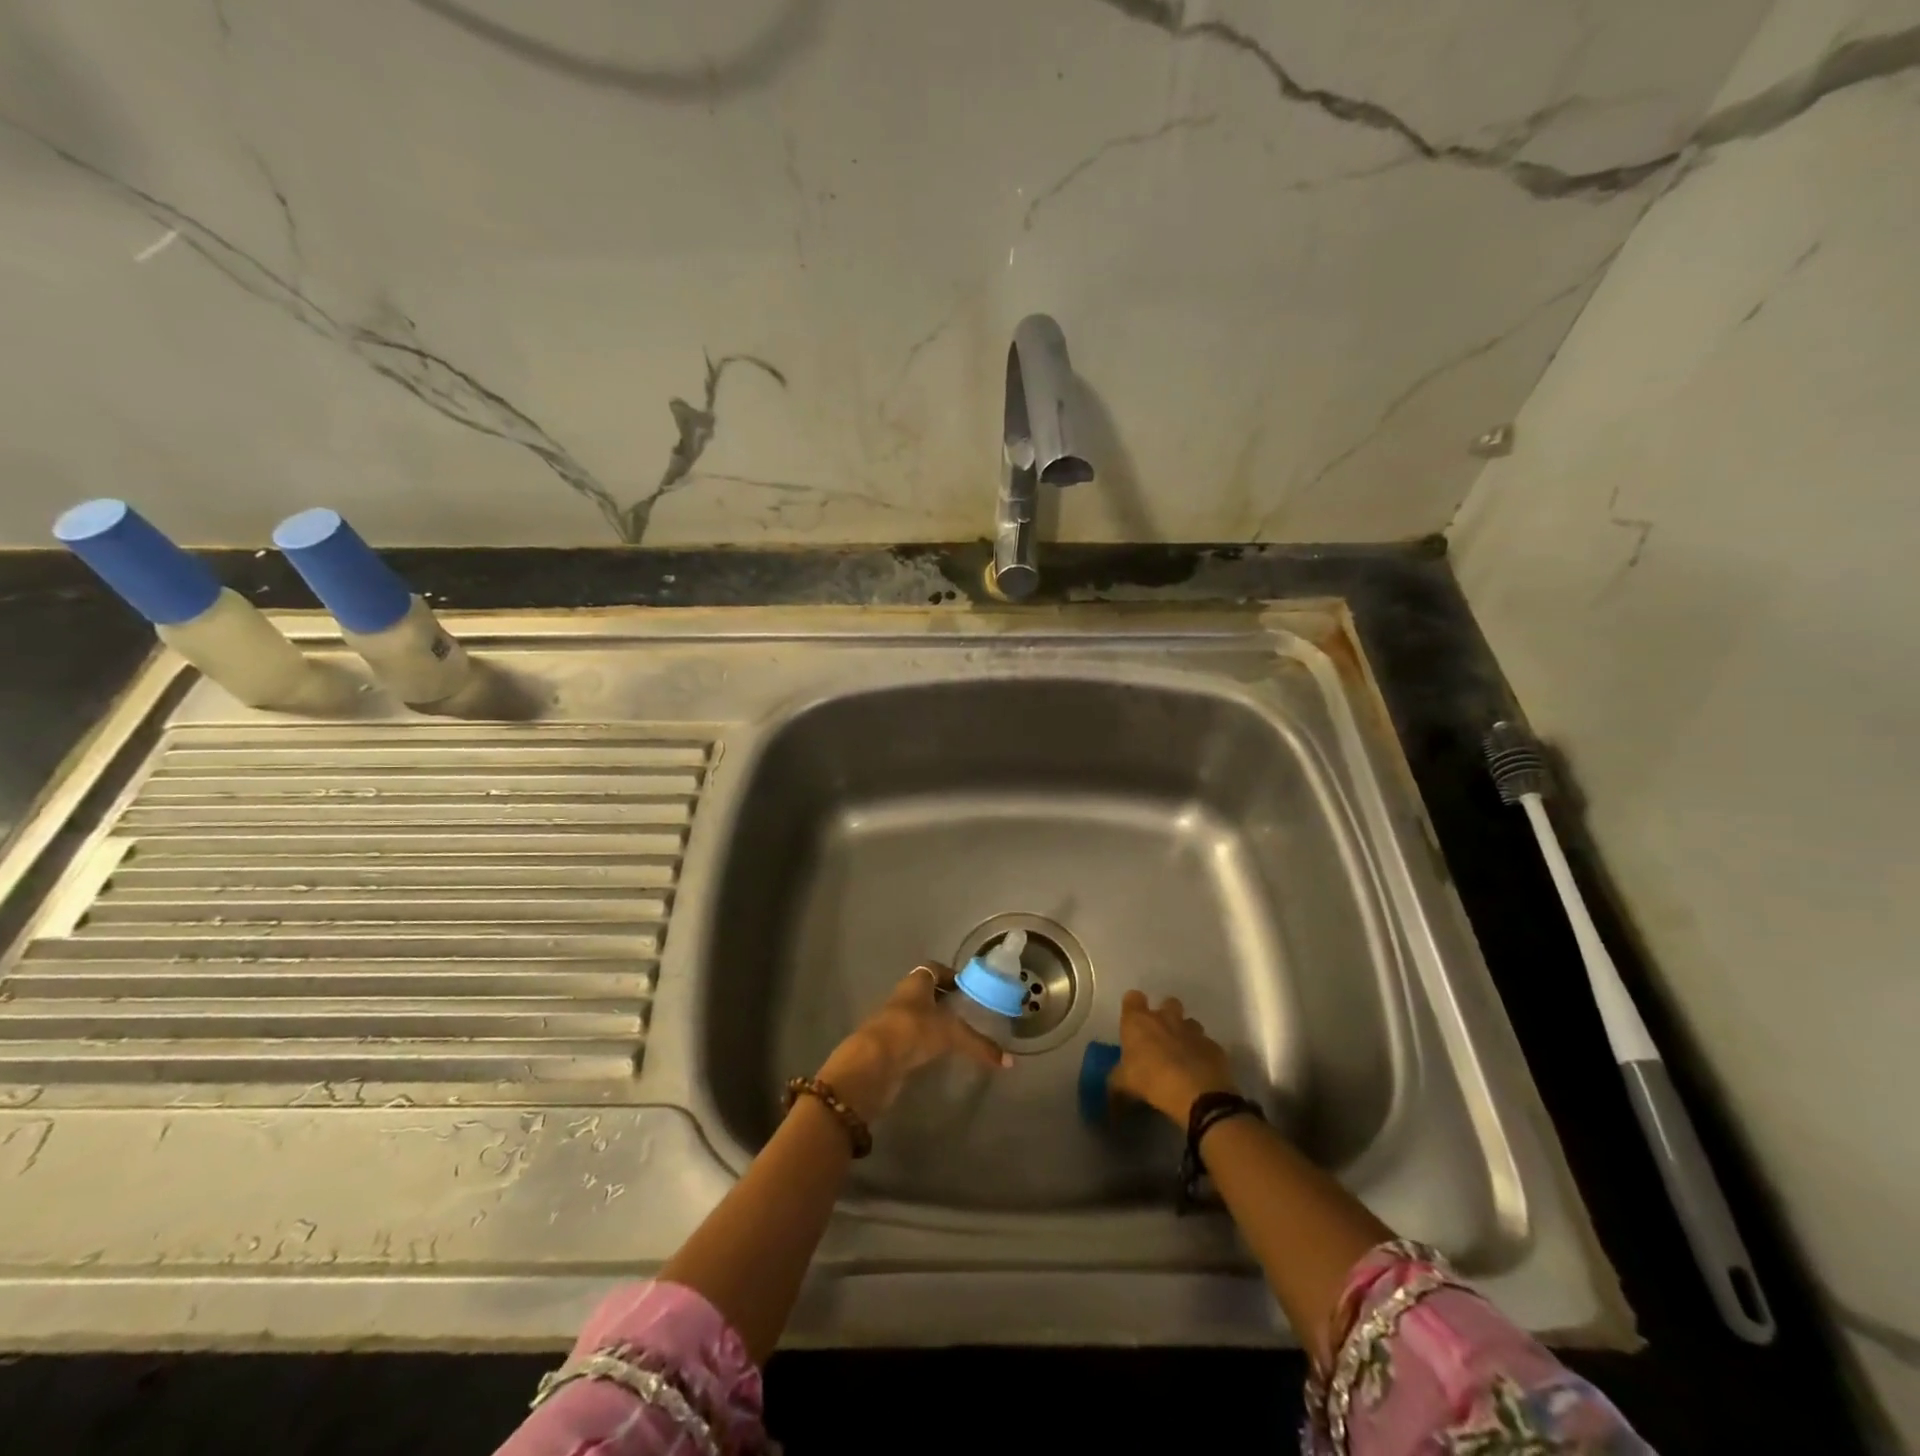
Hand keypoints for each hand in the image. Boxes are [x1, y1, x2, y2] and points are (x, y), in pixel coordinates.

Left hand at [817, 964, 1009, 1122]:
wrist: (873, 1062)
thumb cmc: (913, 1031)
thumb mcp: (951, 1035)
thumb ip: (980, 1046)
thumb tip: (1009, 1062)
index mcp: (916, 982)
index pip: (934, 969)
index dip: (951, 976)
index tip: (968, 988)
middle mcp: (903, 997)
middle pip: (925, 992)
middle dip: (944, 1000)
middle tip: (967, 1013)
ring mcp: (893, 1021)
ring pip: (917, 1015)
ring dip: (933, 1023)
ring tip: (957, 1036)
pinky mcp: (888, 1045)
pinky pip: (911, 1038)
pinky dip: (924, 1043)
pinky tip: (938, 1055)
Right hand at [1110, 990, 1238, 1126]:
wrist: (1198, 1094)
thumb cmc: (1151, 1081)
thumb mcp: (1123, 1084)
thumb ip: (1116, 1078)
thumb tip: (1113, 1082)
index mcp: (1139, 1021)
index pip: (1133, 998)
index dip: (1133, 1007)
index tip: (1132, 1022)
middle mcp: (1166, 1018)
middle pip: (1168, 1003)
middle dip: (1165, 1015)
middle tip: (1160, 1038)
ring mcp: (1193, 1031)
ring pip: (1190, 1023)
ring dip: (1185, 1034)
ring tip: (1182, 1056)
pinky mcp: (1214, 1047)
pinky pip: (1206, 1045)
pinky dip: (1202, 1054)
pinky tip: (1199, 1072)